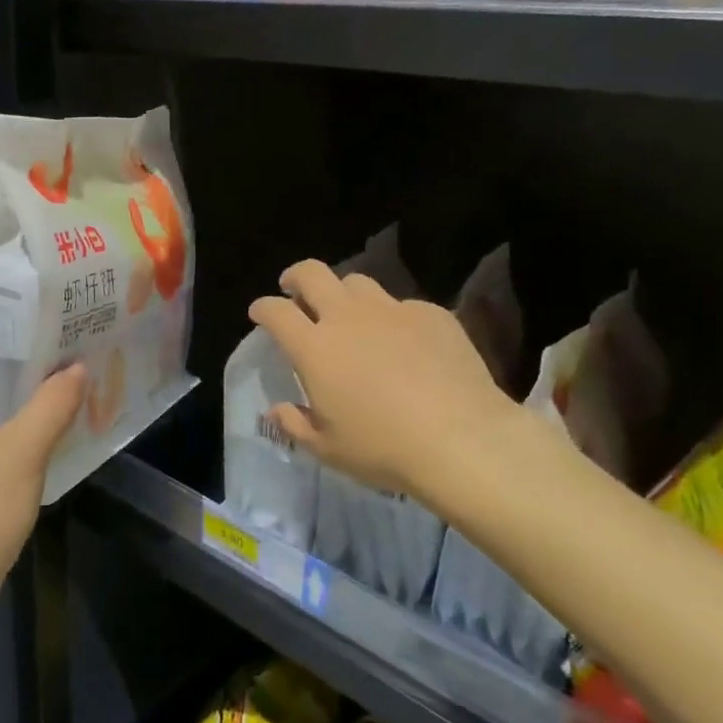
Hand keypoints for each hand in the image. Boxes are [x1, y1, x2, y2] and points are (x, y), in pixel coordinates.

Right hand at [250, 260, 515, 499]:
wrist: (463, 439)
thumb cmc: (384, 449)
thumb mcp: (328, 449)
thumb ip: (296, 424)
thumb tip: (278, 410)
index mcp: (315, 348)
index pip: (276, 311)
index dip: (263, 308)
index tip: (260, 313)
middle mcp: (348, 317)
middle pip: (313, 274)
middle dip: (296, 277)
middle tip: (294, 290)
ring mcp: (392, 310)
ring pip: (357, 282)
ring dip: (344, 293)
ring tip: (350, 314)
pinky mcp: (431, 314)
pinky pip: (402, 305)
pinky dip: (392, 318)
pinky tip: (404, 342)